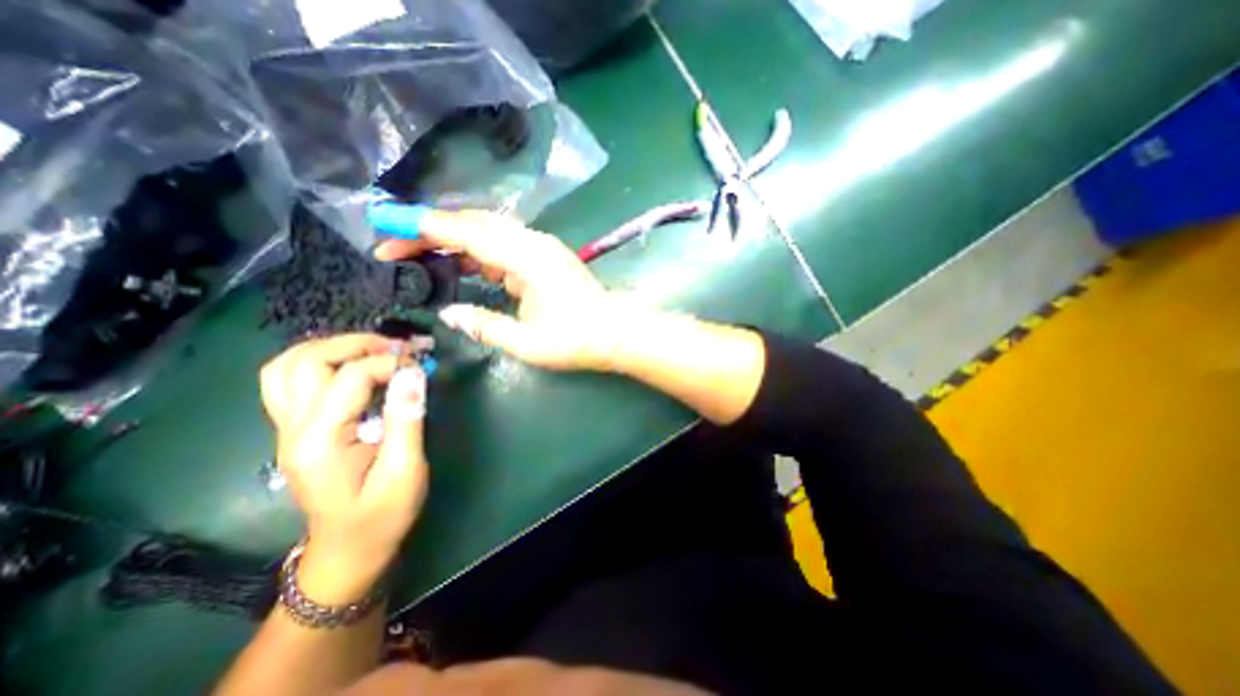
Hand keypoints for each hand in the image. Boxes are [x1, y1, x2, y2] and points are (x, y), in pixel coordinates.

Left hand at [257, 334, 427, 599]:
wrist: (349, 548)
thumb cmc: (382, 514)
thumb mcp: (405, 470)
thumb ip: (406, 419)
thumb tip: (413, 373)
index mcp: (319, 441)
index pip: (349, 377)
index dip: (389, 362)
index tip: (421, 363)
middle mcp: (292, 429)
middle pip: (305, 361)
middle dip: (355, 344)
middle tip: (397, 347)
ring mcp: (287, 429)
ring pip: (287, 366)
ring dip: (332, 348)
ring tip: (374, 350)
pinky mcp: (295, 430)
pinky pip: (290, 381)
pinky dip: (320, 362)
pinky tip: (352, 367)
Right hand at [377, 208, 638, 370]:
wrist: (616, 333)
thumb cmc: (577, 340)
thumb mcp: (527, 342)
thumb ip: (484, 325)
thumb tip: (448, 314)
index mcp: (527, 258)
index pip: (468, 233)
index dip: (426, 228)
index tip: (388, 228)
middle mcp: (533, 243)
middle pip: (475, 225)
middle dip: (433, 230)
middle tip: (395, 245)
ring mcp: (541, 248)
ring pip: (488, 232)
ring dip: (454, 239)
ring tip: (418, 254)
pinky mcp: (544, 258)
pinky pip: (503, 246)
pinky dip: (477, 252)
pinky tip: (460, 265)